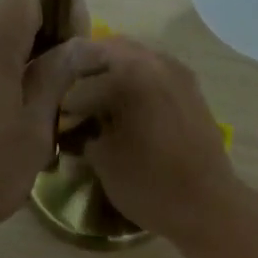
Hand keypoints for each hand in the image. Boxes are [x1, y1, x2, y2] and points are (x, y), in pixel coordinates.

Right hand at [60, 37, 242, 242]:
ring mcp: (177, 73)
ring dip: (110, 76)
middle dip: (83, 73)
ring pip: (133, 60)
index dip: (60, 99)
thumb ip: (83, 135)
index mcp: (129, 73)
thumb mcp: (104, 162)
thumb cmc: (150, 185)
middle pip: (107, 52)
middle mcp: (155, 61)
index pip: (79, 77)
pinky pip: (153, 74)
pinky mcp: (190, 91)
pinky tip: (123, 111)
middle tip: (67, 101)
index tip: (50, 117)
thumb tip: (75, 128)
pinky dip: (133, 85)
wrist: (207, 205)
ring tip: (93, 106)